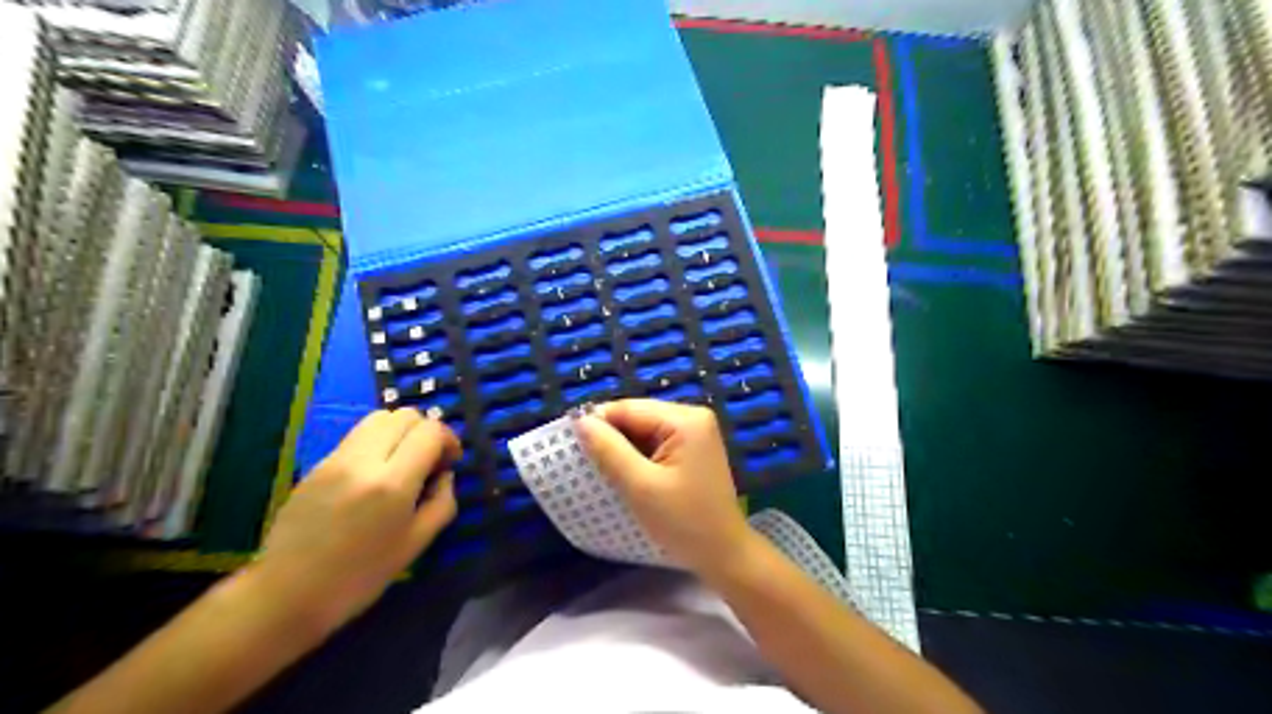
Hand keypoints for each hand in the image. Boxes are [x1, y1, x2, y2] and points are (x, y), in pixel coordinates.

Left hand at [251, 410, 464, 632]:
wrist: (287, 594)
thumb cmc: (360, 576)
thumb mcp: (417, 544)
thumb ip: (442, 502)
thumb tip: (445, 475)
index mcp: (392, 483)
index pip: (430, 431)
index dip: (448, 440)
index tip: (450, 462)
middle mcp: (363, 460)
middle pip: (404, 416)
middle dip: (425, 431)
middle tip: (429, 461)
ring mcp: (336, 459)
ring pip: (378, 418)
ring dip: (400, 432)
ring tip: (403, 462)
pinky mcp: (317, 464)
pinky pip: (357, 436)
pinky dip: (377, 443)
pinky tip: (375, 474)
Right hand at [578, 398, 753, 576]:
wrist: (723, 554)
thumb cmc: (683, 522)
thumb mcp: (640, 486)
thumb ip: (609, 450)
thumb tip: (581, 421)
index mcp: (685, 419)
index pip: (629, 408)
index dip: (597, 422)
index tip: (569, 443)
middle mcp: (693, 417)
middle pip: (638, 416)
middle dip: (611, 436)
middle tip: (583, 460)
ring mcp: (695, 433)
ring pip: (644, 431)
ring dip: (622, 448)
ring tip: (600, 469)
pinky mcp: (693, 450)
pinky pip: (656, 443)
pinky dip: (637, 456)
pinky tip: (624, 473)